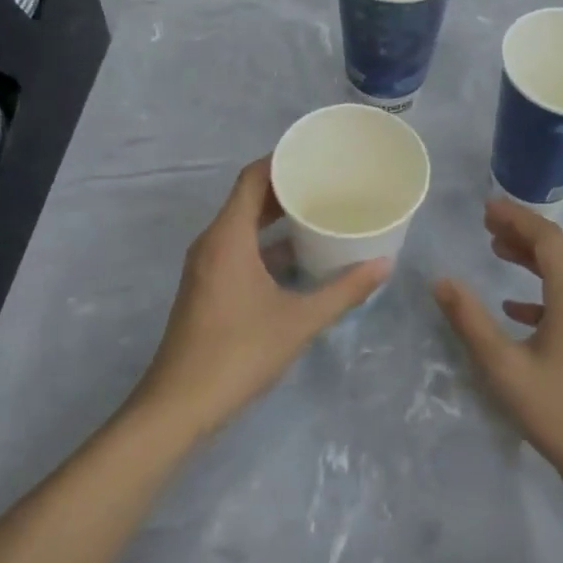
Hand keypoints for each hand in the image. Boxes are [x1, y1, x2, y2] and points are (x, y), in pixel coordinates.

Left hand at [133, 159, 388, 440]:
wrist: (178, 407)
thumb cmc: (238, 353)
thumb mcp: (298, 320)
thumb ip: (343, 291)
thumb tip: (384, 265)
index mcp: (228, 237)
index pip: (252, 177)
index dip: (282, 160)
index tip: (316, 154)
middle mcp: (212, 242)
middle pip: (248, 198)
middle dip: (286, 187)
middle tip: (328, 181)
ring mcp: (206, 266)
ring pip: (243, 225)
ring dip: (276, 216)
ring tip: (319, 211)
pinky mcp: (207, 287)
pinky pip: (238, 247)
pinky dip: (266, 243)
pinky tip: (299, 256)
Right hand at [432, 199, 562, 493]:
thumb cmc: (559, 411)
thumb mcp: (505, 367)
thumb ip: (471, 321)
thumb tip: (440, 281)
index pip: (547, 238)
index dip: (517, 218)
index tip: (486, 207)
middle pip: (557, 250)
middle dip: (522, 232)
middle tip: (486, 223)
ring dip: (531, 258)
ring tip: (496, 250)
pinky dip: (540, 290)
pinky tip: (514, 306)